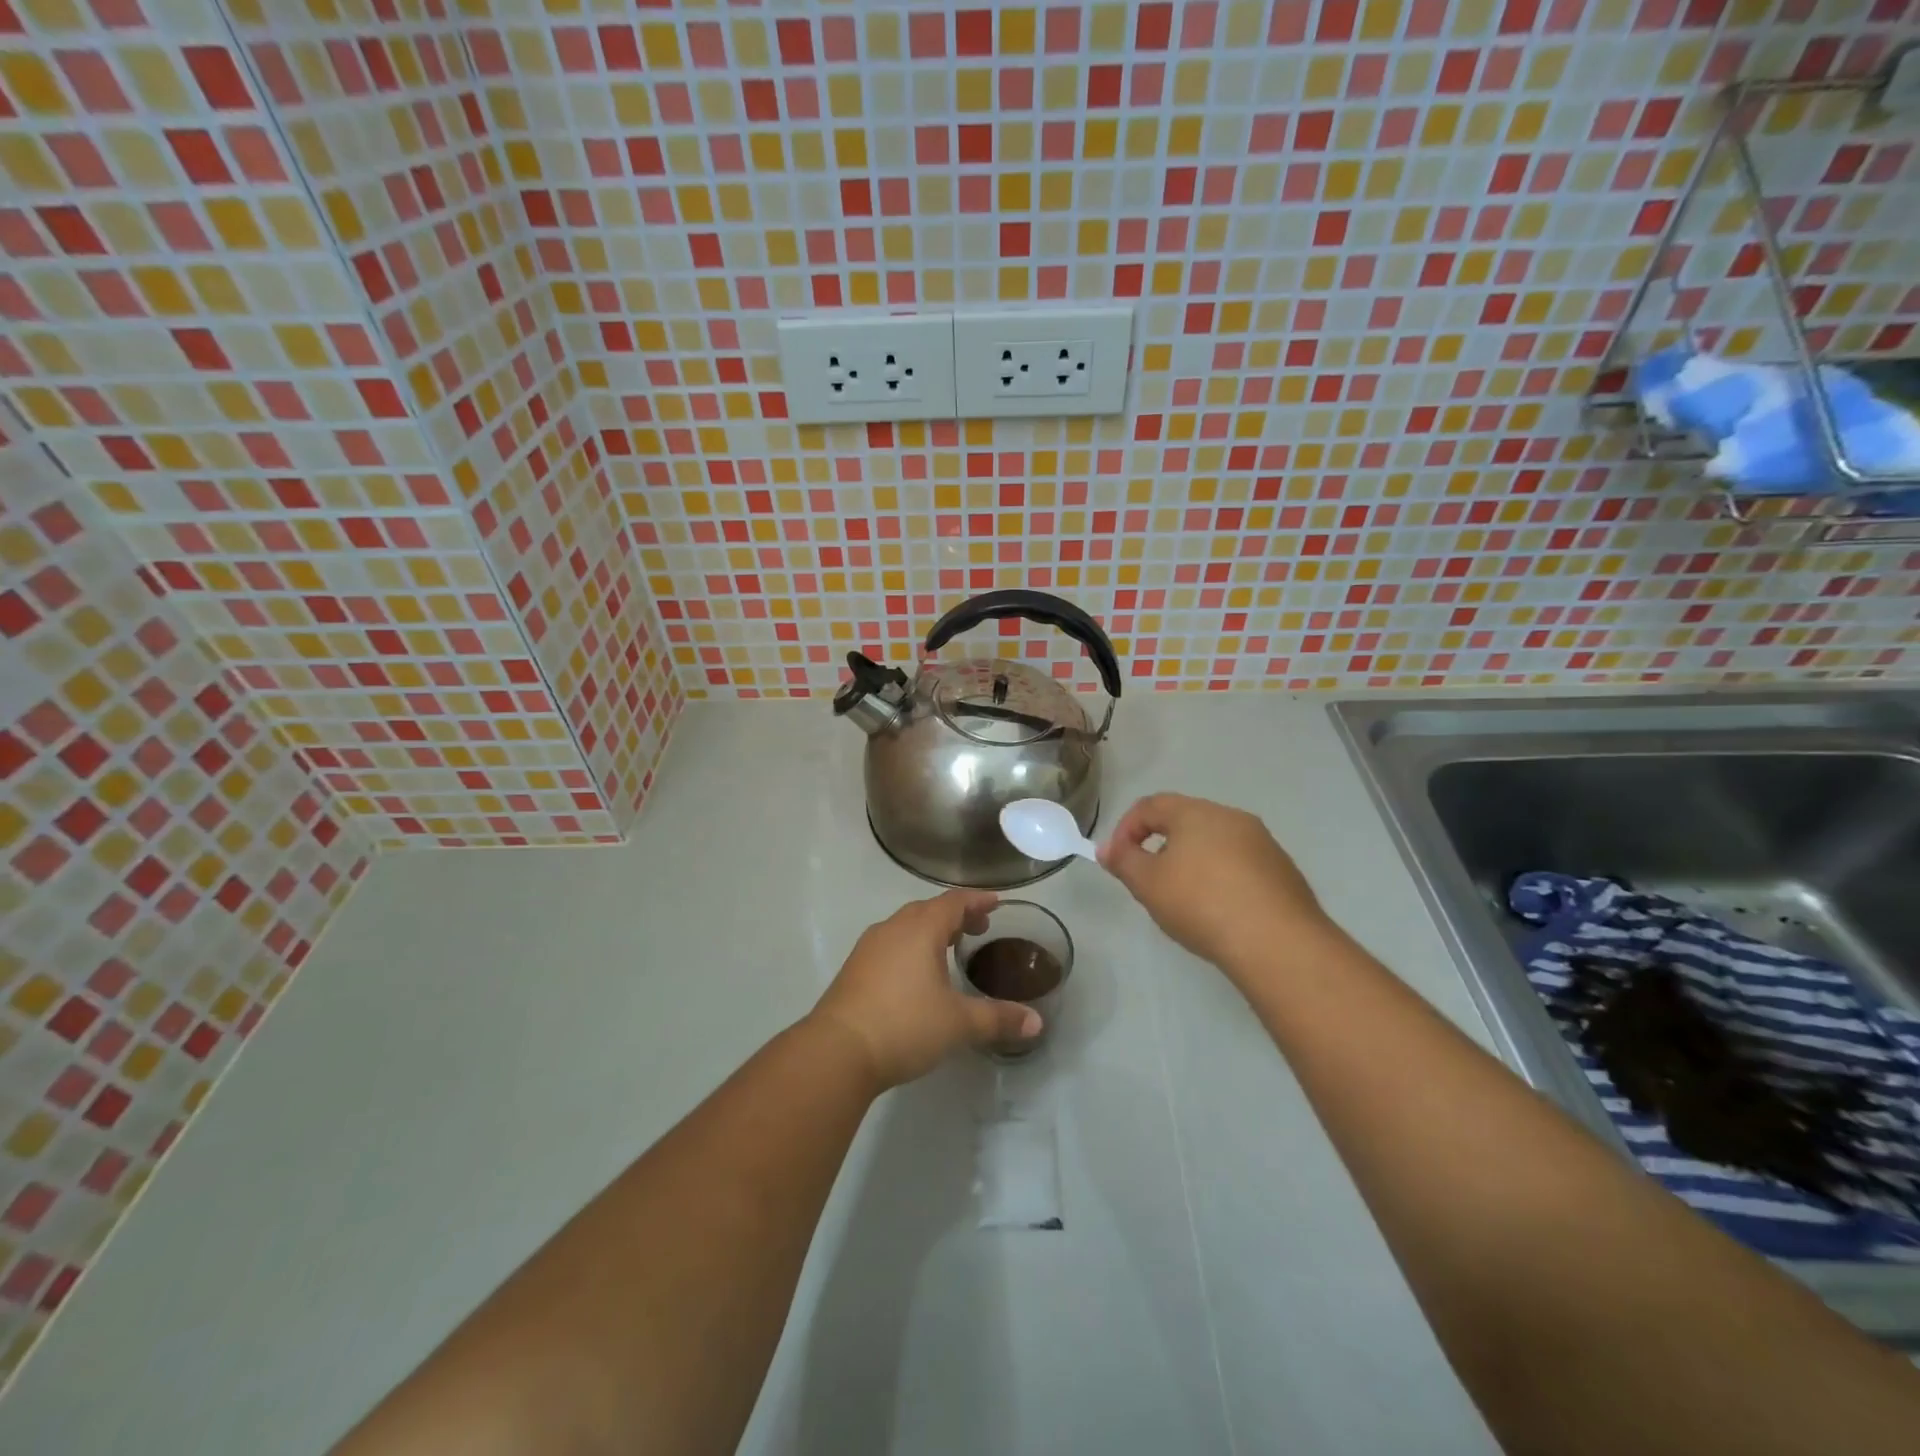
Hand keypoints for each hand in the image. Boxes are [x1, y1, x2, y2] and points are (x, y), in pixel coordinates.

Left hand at [810, 890, 1040, 1088]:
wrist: (837, 1050)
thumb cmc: (904, 1025)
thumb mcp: (959, 1023)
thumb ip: (998, 1018)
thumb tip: (1036, 1022)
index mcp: (921, 929)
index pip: (954, 902)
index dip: (978, 900)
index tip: (997, 903)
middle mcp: (894, 928)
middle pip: (929, 909)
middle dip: (955, 915)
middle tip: (978, 929)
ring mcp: (869, 946)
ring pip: (906, 926)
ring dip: (931, 930)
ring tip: (949, 949)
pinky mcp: (855, 967)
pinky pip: (890, 943)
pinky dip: (910, 946)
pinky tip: (916, 974)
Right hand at [1099, 793, 1338, 979]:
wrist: (1278, 942)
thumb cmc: (1201, 903)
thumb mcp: (1148, 884)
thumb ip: (1124, 861)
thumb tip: (1107, 848)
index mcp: (1196, 812)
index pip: (1151, 805)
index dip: (1126, 828)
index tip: (1117, 860)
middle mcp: (1231, 817)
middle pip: (1185, 821)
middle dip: (1160, 846)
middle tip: (1149, 881)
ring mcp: (1263, 843)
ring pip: (1215, 844)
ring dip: (1192, 863)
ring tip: (1184, 901)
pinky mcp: (1283, 871)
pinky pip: (1240, 866)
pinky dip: (1221, 880)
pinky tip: (1219, 912)